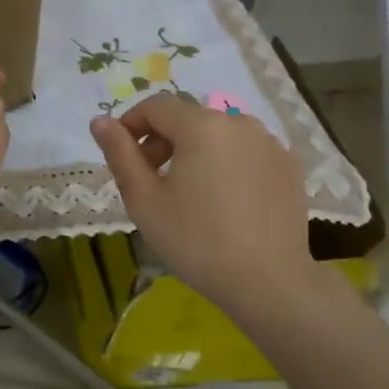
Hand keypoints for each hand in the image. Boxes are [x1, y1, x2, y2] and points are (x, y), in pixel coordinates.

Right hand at [90, 93, 313, 316]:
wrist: (269, 282)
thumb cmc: (197, 241)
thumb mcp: (145, 200)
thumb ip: (120, 154)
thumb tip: (99, 121)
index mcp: (201, 125)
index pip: (156, 106)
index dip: (132, 124)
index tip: (122, 155)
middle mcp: (239, 122)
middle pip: (189, 118)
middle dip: (163, 140)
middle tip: (151, 180)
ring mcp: (269, 142)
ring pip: (219, 134)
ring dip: (196, 151)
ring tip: (190, 192)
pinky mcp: (289, 165)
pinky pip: (247, 151)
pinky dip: (228, 163)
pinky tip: (226, 201)